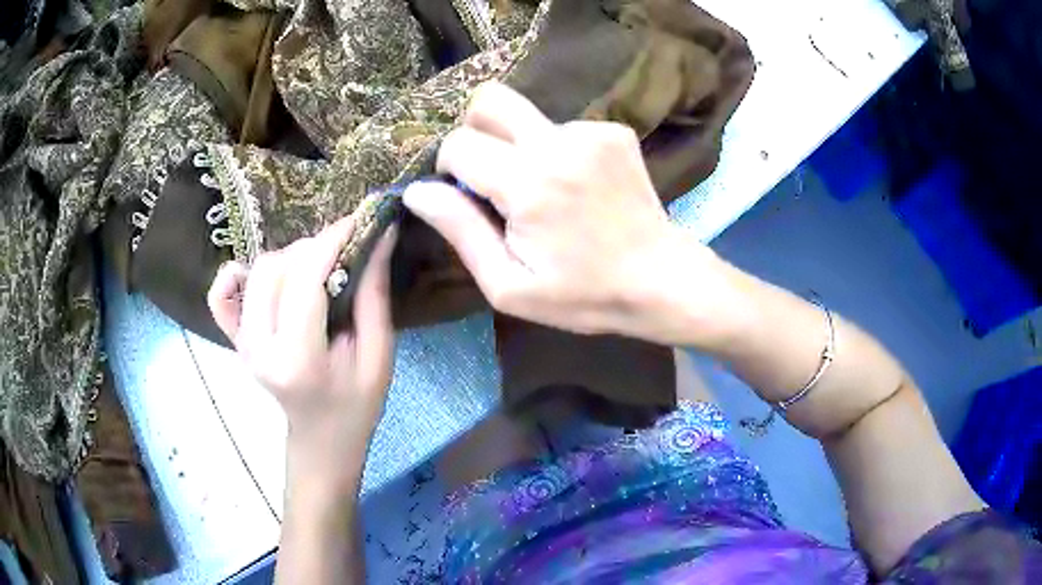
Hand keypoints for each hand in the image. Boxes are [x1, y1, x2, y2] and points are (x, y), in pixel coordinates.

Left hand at [207, 218, 397, 483]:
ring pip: (258, 271)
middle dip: (313, 247)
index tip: (359, 222)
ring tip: (318, 268)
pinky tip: (261, 275)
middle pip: (276, 268)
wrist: (322, 439)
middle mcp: (260, 346)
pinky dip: (237, 274)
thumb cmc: (356, 405)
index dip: (331, 241)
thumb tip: (379, 234)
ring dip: (291, 257)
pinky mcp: (236, 339)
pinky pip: (221, 295)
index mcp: (298, 358)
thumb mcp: (379, 356)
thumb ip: (374, 296)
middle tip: (343, 253)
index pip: (304, 280)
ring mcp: (242, 342)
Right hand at [404, 82, 730, 344]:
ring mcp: (592, 132)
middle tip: (490, 173)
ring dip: (518, 145)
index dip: (450, 168)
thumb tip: (417, 191)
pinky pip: (562, 127)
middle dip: (474, 131)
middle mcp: (558, 143)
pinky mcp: (614, 132)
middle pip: (489, 99)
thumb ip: (461, 231)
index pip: (459, 143)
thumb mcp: (509, 285)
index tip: (468, 196)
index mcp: (529, 184)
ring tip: (545, 190)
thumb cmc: (583, 295)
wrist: (660, 281)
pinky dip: (555, 150)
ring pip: (525, 115)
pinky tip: (576, 184)